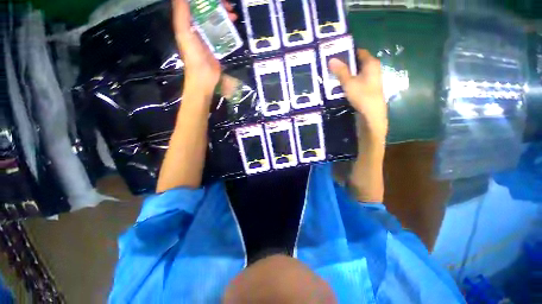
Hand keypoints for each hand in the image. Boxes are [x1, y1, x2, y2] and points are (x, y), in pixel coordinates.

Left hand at [172, 0, 236, 94]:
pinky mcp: (217, 46)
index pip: (197, 5)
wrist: (204, 77)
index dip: (208, 0)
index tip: (218, 1)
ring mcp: (208, 37)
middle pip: (208, 11)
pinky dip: (228, 28)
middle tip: (229, 8)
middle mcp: (198, 27)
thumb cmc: (193, 55)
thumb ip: (182, 13)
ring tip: (234, 16)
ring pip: (216, 21)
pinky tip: (234, 28)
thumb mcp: (184, 32)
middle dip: (219, 6)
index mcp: (188, 22)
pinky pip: (222, 33)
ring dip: (225, 16)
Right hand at [329, 49, 387, 139]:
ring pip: (357, 73)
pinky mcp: (368, 89)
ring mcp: (371, 80)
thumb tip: (332, 59)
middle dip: (346, 64)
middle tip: (332, 66)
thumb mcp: (349, 83)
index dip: (349, 52)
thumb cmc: (362, 96)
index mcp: (371, 64)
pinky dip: (350, 81)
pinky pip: (357, 81)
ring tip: (334, 76)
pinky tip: (341, 86)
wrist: (372, 115)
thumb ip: (341, 71)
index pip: (359, 52)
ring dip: (347, 74)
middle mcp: (373, 69)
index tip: (336, 54)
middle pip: (358, 63)